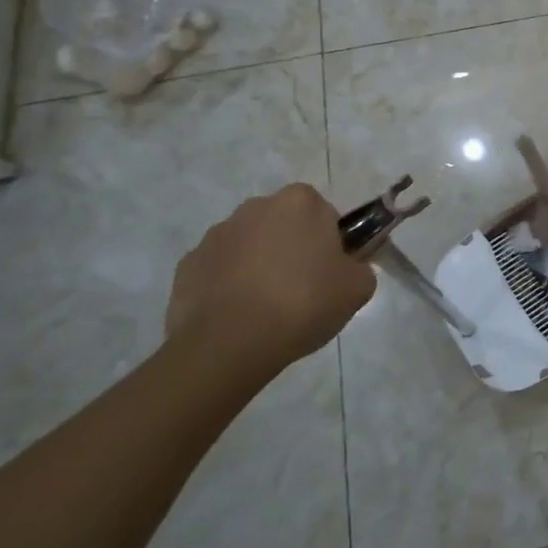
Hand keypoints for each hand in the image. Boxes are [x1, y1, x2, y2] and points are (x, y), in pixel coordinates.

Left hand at [165, 183, 375, 374]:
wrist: (229, 346)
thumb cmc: (302, 303)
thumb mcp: (358, 287)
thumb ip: (360, 267)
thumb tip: (347, 268)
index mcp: (299, 202)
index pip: (324, 213)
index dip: (330, 242)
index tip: (330, 272)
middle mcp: (255, 207)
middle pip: (284, 225)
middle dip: (292, 249)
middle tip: (303, 290)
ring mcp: (216, 235)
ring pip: (249, 246)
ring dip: (258, 266)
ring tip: (266, 310)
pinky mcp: (187, 266)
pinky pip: (219, 271)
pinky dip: (228, 287)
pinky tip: (238, 317)